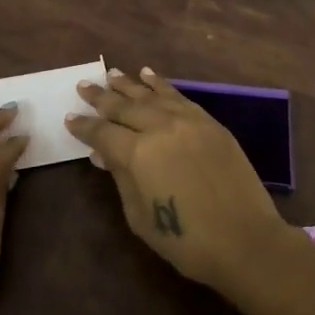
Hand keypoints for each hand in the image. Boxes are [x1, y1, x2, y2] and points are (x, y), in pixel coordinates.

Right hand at [66, 67, 288, 293]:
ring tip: (112, 74)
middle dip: (101, 97)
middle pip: (124, 107)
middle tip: (84, 85)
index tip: (70, 117)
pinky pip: (179, 97)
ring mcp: (188, 122)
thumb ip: (121, 178)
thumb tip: (106, 154)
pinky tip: (149, 76)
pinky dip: (161, 85)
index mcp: (137, 153)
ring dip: (129, 85)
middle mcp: (160, 128)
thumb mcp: (139, 216)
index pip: (102, 133)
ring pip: (151, 96)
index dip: (84, 126)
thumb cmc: (185, 240)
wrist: (245, 240)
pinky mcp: (210, 124)